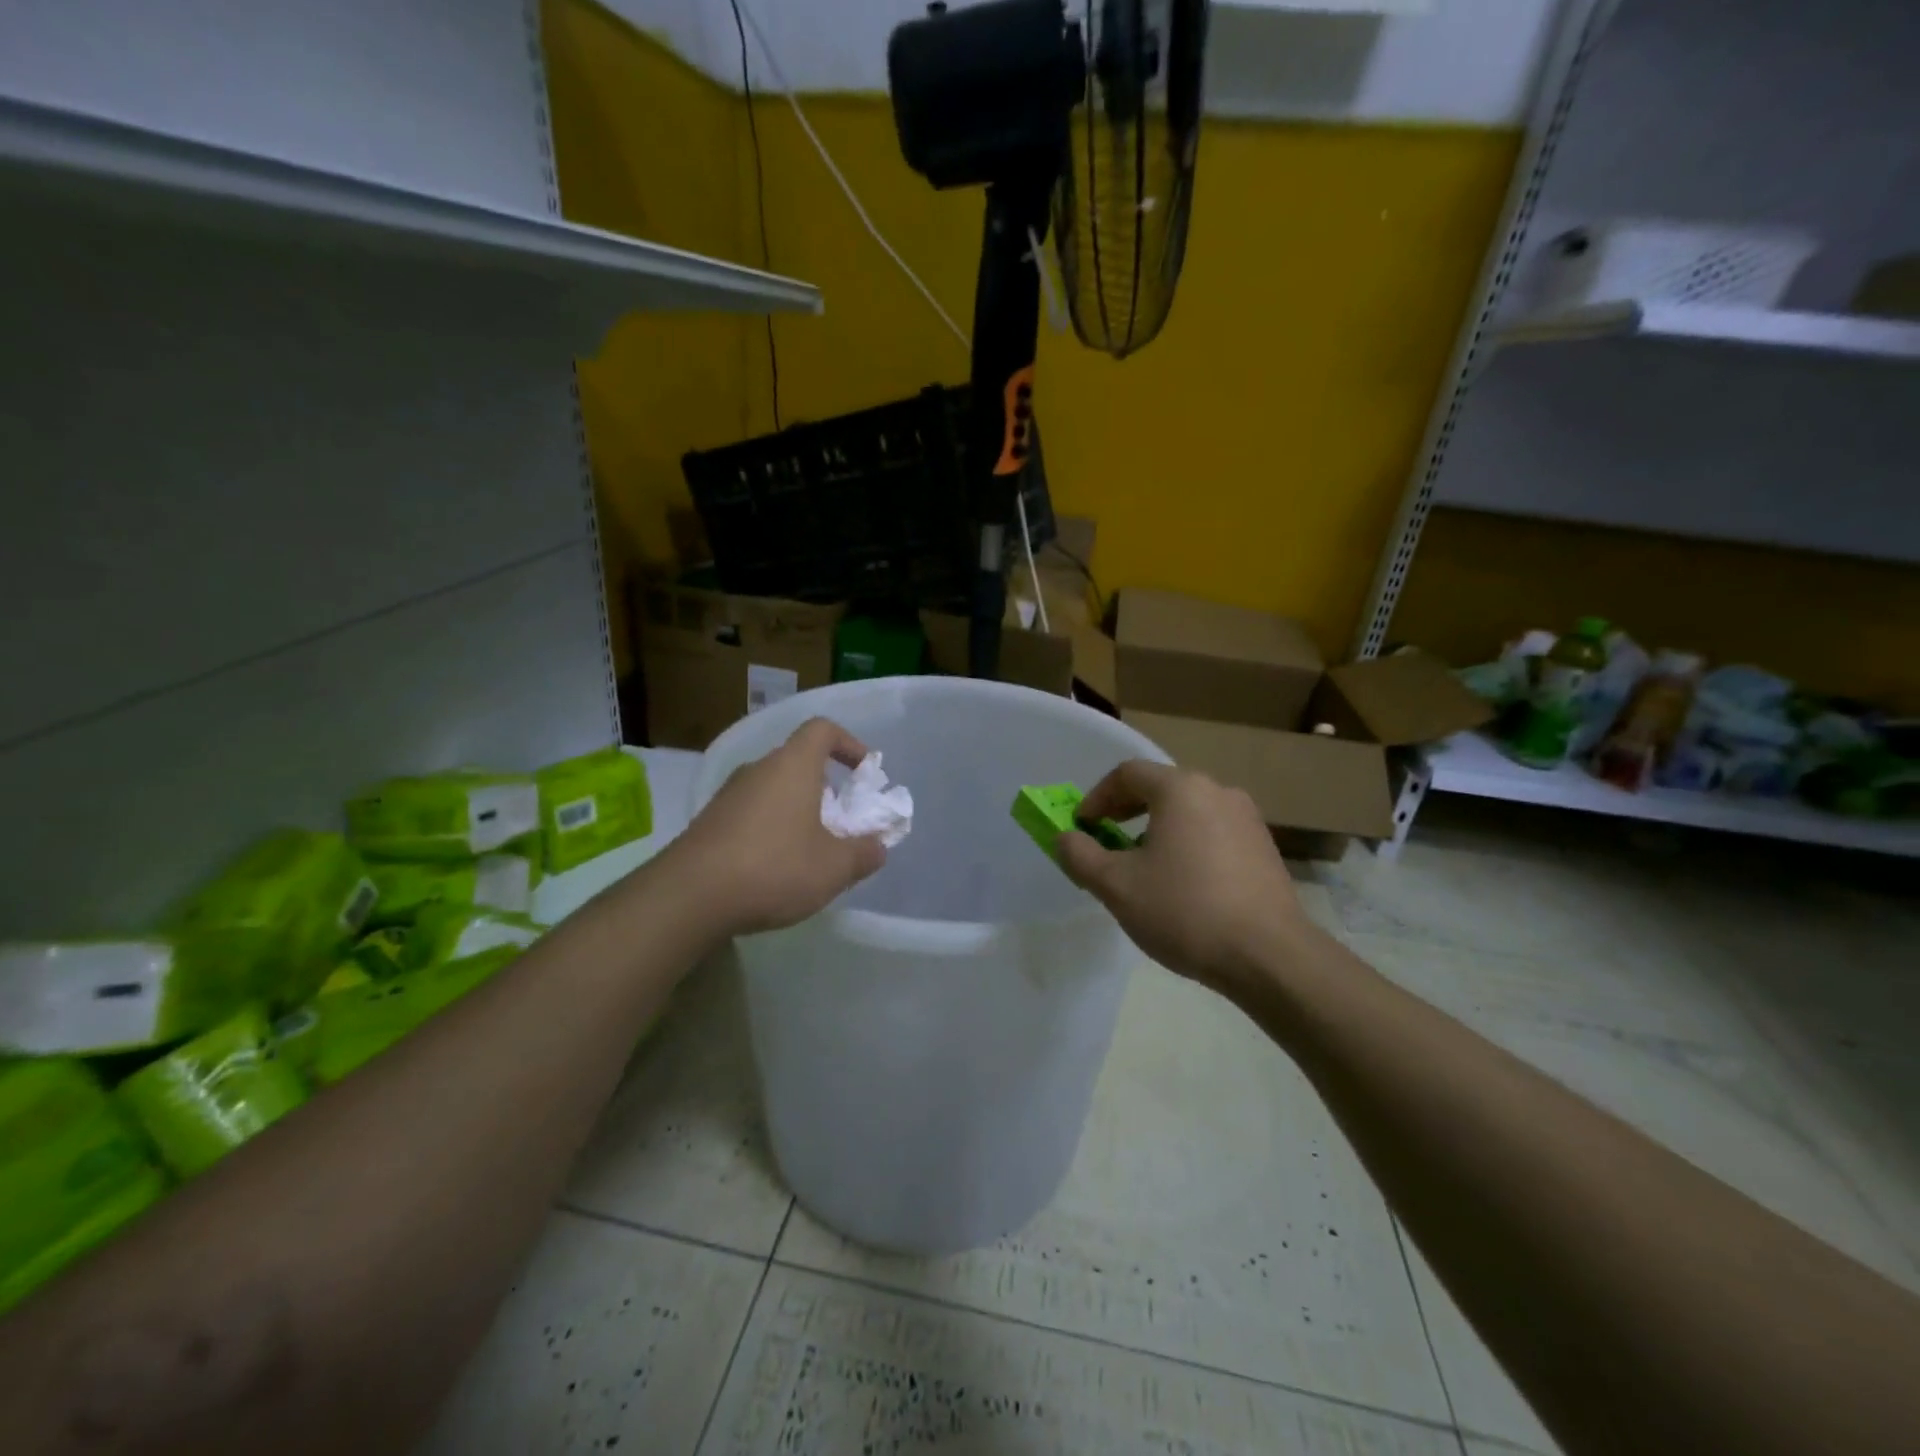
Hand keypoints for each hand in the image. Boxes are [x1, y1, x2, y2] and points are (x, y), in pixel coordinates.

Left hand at [668, 717, 886, 936]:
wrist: (689, 896)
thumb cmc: (774, 868)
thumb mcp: (835, 867)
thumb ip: (865, 853)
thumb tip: (878, 845)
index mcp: (792, 765)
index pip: (822, 729)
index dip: (849, 744)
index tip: (864, 773)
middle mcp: (758, 769)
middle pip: (798, 762)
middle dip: (826, 788)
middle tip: (842, 823)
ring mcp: (728, 795)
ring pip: (774, 789)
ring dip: (798, 810)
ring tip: (811, 851)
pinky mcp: (709, 822)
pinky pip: (752, 813)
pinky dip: (771, 829)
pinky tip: (775, 867)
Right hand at [1057, 761, 1310, 998]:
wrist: (1269, 956)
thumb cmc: (1184, 911)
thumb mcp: (1116, 886)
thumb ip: (1080, 855)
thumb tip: (1066, 838)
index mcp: (1181, 789)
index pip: (1127, 774)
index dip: (1096, 798)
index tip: (1081, 828)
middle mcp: (1217, 791)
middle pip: (1160, 788)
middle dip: (1125, 812)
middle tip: (1105, 843)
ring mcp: (1247, 818)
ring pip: (1188, 811)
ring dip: (1156, 829)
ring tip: (1142, 867)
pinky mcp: (1264, 847)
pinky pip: (1212, 831)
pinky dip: (1187, 844)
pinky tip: (1182, 883)